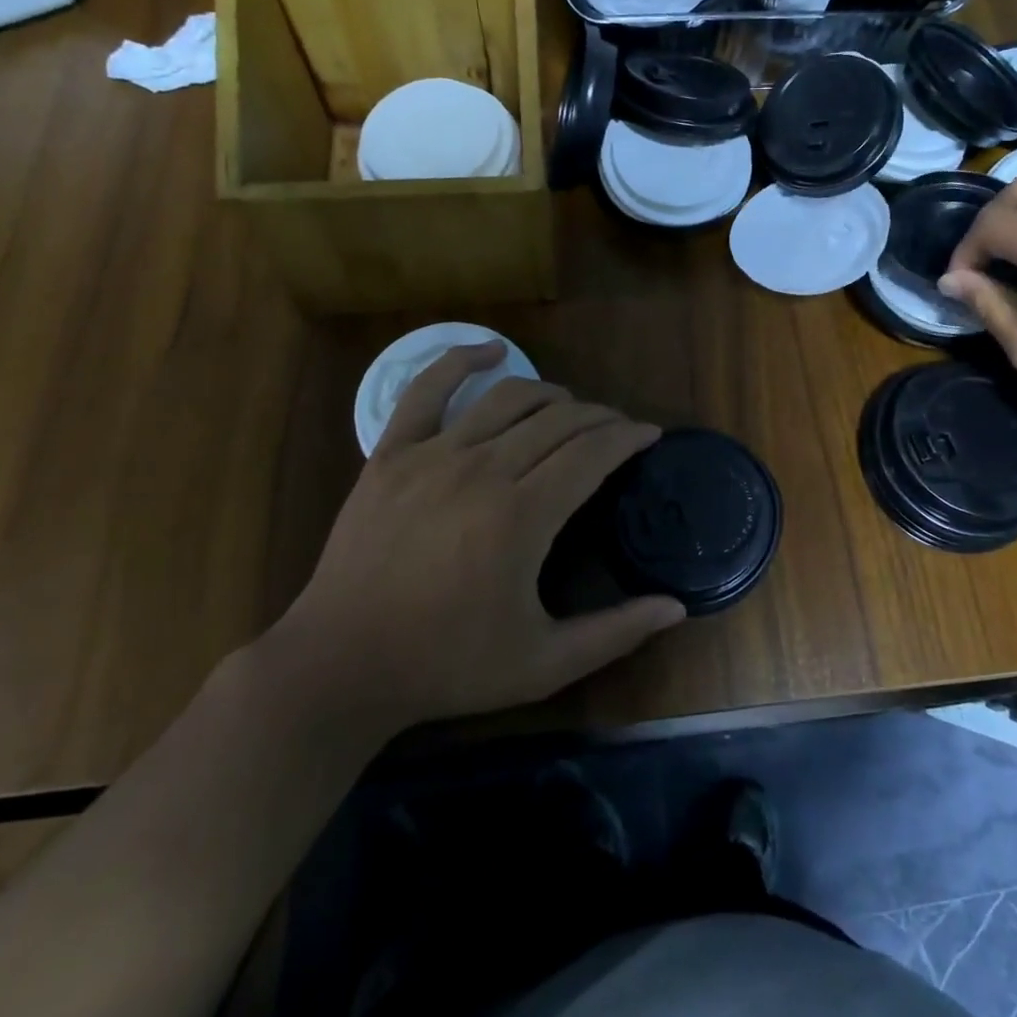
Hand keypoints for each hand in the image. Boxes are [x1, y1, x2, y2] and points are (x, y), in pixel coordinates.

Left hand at [264, 344, 683, 742]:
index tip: (649, 435)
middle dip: (600, 417)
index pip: (592, 452)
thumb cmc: (447, 665)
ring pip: (507, 398)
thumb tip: (676, 608)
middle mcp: (482, 470)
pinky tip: (491, 350)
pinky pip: (427, 389)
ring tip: (571, 407)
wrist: (340, 665)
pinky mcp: (390, 454)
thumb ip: (615, 633)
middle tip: (617, 430)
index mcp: (522, 516)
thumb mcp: (543, 663)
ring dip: (551, 394)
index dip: (628, 437)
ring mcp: (431, 456)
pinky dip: (461, 359)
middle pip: (558, 420)